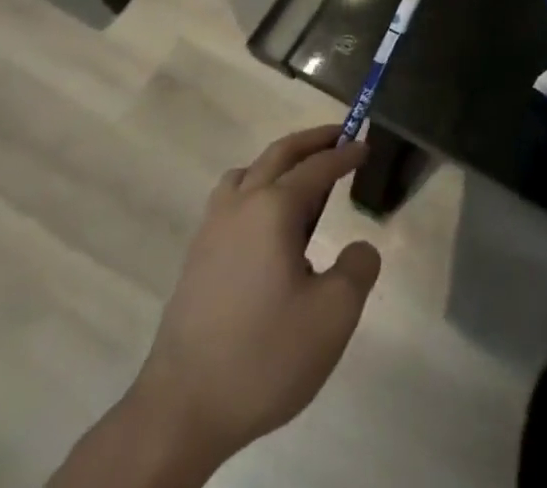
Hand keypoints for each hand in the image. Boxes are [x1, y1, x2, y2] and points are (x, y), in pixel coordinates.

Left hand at [126, 126, 381, 469]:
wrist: (180, 412)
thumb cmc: (264, 356)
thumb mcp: (333, 316)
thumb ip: (358, 269)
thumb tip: (358, 249)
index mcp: (274, 209)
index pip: (318, 167)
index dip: (345, 154)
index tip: (366, 145)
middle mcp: (240, 205)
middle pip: (279, 154)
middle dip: (312, 141)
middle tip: (340, 135)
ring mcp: (212, 230)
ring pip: (247, 173)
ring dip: (278, 164)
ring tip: (301, 181)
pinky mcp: (196, 259)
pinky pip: (230, 201)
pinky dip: (255, 190)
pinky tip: (267, 228)